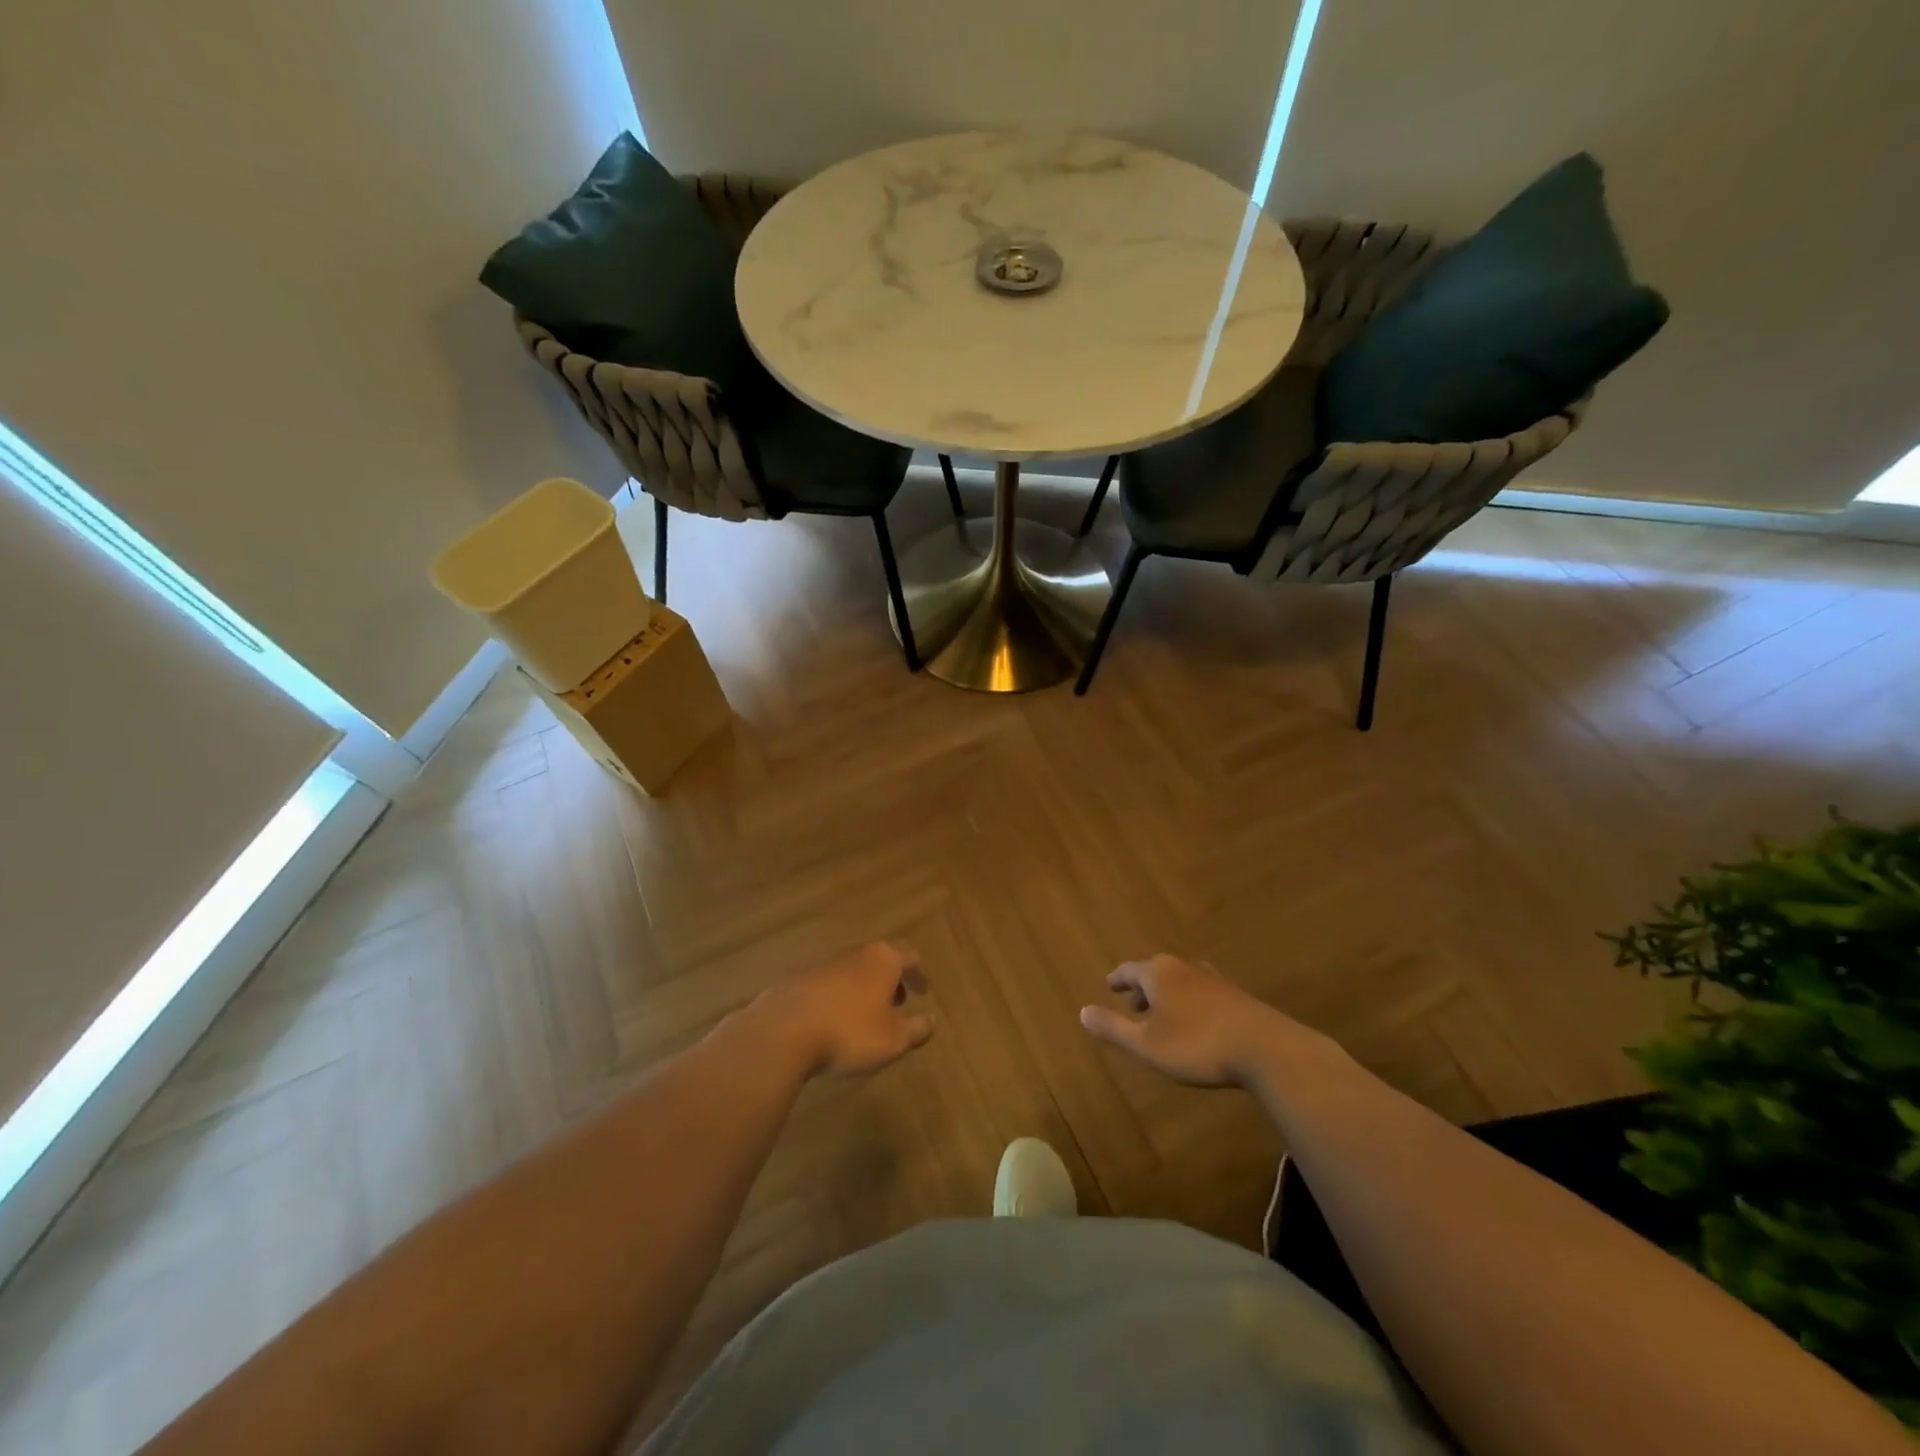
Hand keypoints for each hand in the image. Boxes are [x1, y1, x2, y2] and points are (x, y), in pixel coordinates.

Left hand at [752, 942, 934, 1078]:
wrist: (783, 1032)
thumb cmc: (849, 1032)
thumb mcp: (894, 1039)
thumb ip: (917, 1029)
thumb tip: (931, 1021)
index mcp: (882, 960)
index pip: (909, 957)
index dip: (918, 975)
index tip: (922, 992)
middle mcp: (854, 954)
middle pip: (879, 960)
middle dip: (890, 980)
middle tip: (897, 1003)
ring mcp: (822, 964)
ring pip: (852, 972)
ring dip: (863, 990)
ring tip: (865, 1017)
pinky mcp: (797, 981)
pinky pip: (827, 986)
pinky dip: (837, 999)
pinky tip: (832, 1023)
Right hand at [1079, 955, 1306, 1087]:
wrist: (1264, 1049)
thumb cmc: (1196, 1044)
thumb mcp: (1146, 1045)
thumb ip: (1113, 1028)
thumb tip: (1082, 1012)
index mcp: (1158, 973)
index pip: (1129, 970)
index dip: (1118, 979)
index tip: (1110, 985)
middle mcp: (1184, 967)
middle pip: (1156, 972)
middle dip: (1143, 988)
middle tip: (1133, 1004)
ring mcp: (1213, 979)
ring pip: (1180, 981)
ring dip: (1167, 996)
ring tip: (1163, 1015)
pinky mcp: (1235, 995)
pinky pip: (1201, 992)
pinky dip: (1189, 1002)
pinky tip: (1196, 1022)